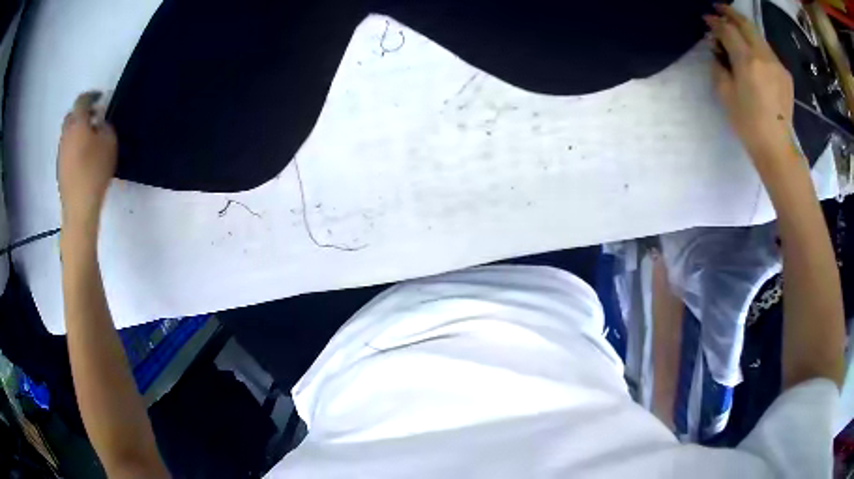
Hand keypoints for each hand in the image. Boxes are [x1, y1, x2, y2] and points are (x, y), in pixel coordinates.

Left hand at [58, 91, 117, 229]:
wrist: (79, 207)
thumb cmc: (95, 171)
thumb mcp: (109, 143)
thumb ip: (106, 127)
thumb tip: (100, 124)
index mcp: (78, 123)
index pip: (82, 100)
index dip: (91, 96)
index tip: (100, 97)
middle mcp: (66, 134)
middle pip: (72, 116)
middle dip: (82, 113)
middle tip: (93, 118)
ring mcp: (61, 152)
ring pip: (68, 133)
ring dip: (78, 131)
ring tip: (90, 139)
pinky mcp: (60, 168)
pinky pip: (67, 148)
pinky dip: (75, 146)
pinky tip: (84, 157)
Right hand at [706, 4, 795, 170]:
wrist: (777, 147)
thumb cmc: (748, 124)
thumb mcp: (725, 94)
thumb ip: (719, 65)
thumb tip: (717, 49)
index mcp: (747, 61)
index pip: (727, 30)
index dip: (715, 22)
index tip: (706, 20)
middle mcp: (764, 56)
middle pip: (746, 24)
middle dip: (730, 13)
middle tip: (719, 9)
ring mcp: (777, 64)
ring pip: (758, 35)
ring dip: (745, 28)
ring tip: (735, 29)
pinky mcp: (785, 74)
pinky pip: (768, 51)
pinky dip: (757, 46)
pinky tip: (753, 54)